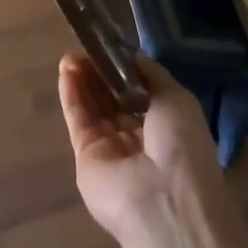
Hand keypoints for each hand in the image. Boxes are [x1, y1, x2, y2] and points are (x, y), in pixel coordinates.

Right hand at [59, 52, 232, 247]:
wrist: (163, 201)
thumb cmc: (181, 144)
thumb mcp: (176, 97)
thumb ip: (151, 74)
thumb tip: (132, 54)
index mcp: (166, 125)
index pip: (139, 92)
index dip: (124, 69)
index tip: (111, 46)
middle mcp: (138, 138)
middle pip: (113, 99)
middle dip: (101, 72)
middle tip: (86, 46)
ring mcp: (111, 150)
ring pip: (94, 108)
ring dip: (84, 80)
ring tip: (72, 53)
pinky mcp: (86, 159)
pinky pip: (79, 121)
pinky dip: (72, 95)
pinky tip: (66, 70)